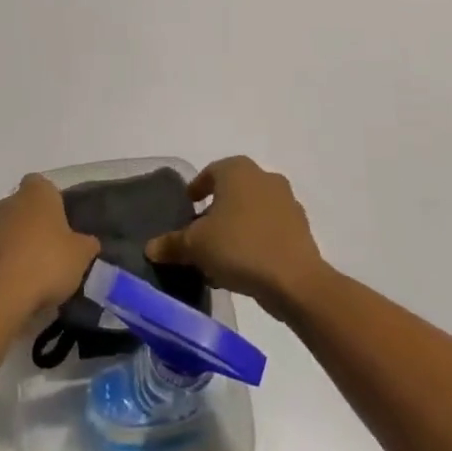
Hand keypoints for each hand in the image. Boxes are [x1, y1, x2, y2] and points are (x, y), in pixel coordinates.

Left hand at [0, 174, 99, 323]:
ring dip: (25, 243)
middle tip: (58, 246)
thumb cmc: (47, 262)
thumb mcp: (82, 254)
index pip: (43, 183)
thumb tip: (87, 242)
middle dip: (39, 222)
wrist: (1, 297)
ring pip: (14, 229)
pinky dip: (13, 262)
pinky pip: (4, 252)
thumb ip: (87, 243)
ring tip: (44, 270)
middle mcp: (11, 202)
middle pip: (27, 206)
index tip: (66, 220)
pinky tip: (27, 283)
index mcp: (36, 192)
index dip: (55, 199)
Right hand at [147, 157, 328, 319]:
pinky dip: (256, 240)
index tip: (188, 207)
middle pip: (232, 191)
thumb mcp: (196, 246)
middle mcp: (264, 177)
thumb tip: (150, 247)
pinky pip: (270, 229)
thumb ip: (171, 243)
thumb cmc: (239, 247)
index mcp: (237, 170)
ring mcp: (287, 201)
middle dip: (217, 211)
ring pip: (252, 211)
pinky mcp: (301, 228)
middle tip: (201, 234)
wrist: (295, 280)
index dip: (196, 189)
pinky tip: (244, 266)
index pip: (210, 173)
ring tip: (221, 256)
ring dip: (237, 227)